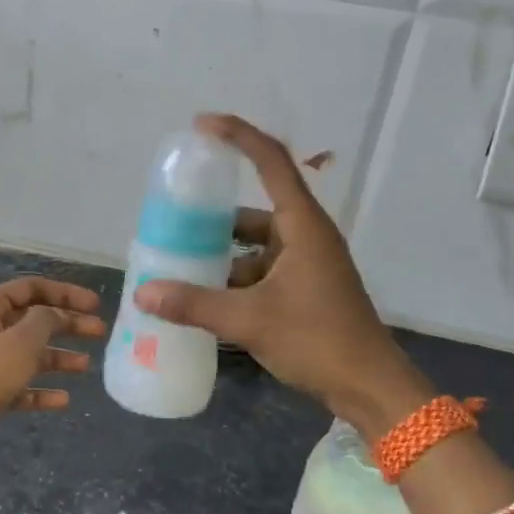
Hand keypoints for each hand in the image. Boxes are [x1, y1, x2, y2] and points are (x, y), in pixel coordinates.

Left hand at [0, 276, 105, 471]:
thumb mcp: (20, 342)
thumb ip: (45, 321)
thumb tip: (55, 314)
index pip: (30, 288)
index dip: (64, 293)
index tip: (95, 305)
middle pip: (33, 320)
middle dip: (67, 325)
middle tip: (99, 332)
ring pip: (28, 353)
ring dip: (57, 357)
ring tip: (85, 366)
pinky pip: (20, 384)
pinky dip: (41, 389)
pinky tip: (63, 400)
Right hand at [134, 114, 431, 440]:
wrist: (369, 387)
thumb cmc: (317, 340)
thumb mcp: (250, 320)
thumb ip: (194, 304)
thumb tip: (144, 293)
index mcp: (302, 226)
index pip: (271, 162)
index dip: (238, 136)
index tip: (201, 126)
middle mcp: (306, 236)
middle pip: (255, 210)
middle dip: (214, 216)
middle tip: (174, 219)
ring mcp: (307, 264)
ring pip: (255, 246)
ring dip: (222, 254)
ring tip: (179, 264)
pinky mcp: (304, 290)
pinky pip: (261, 271)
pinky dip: (234, 280)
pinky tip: (205, 298)